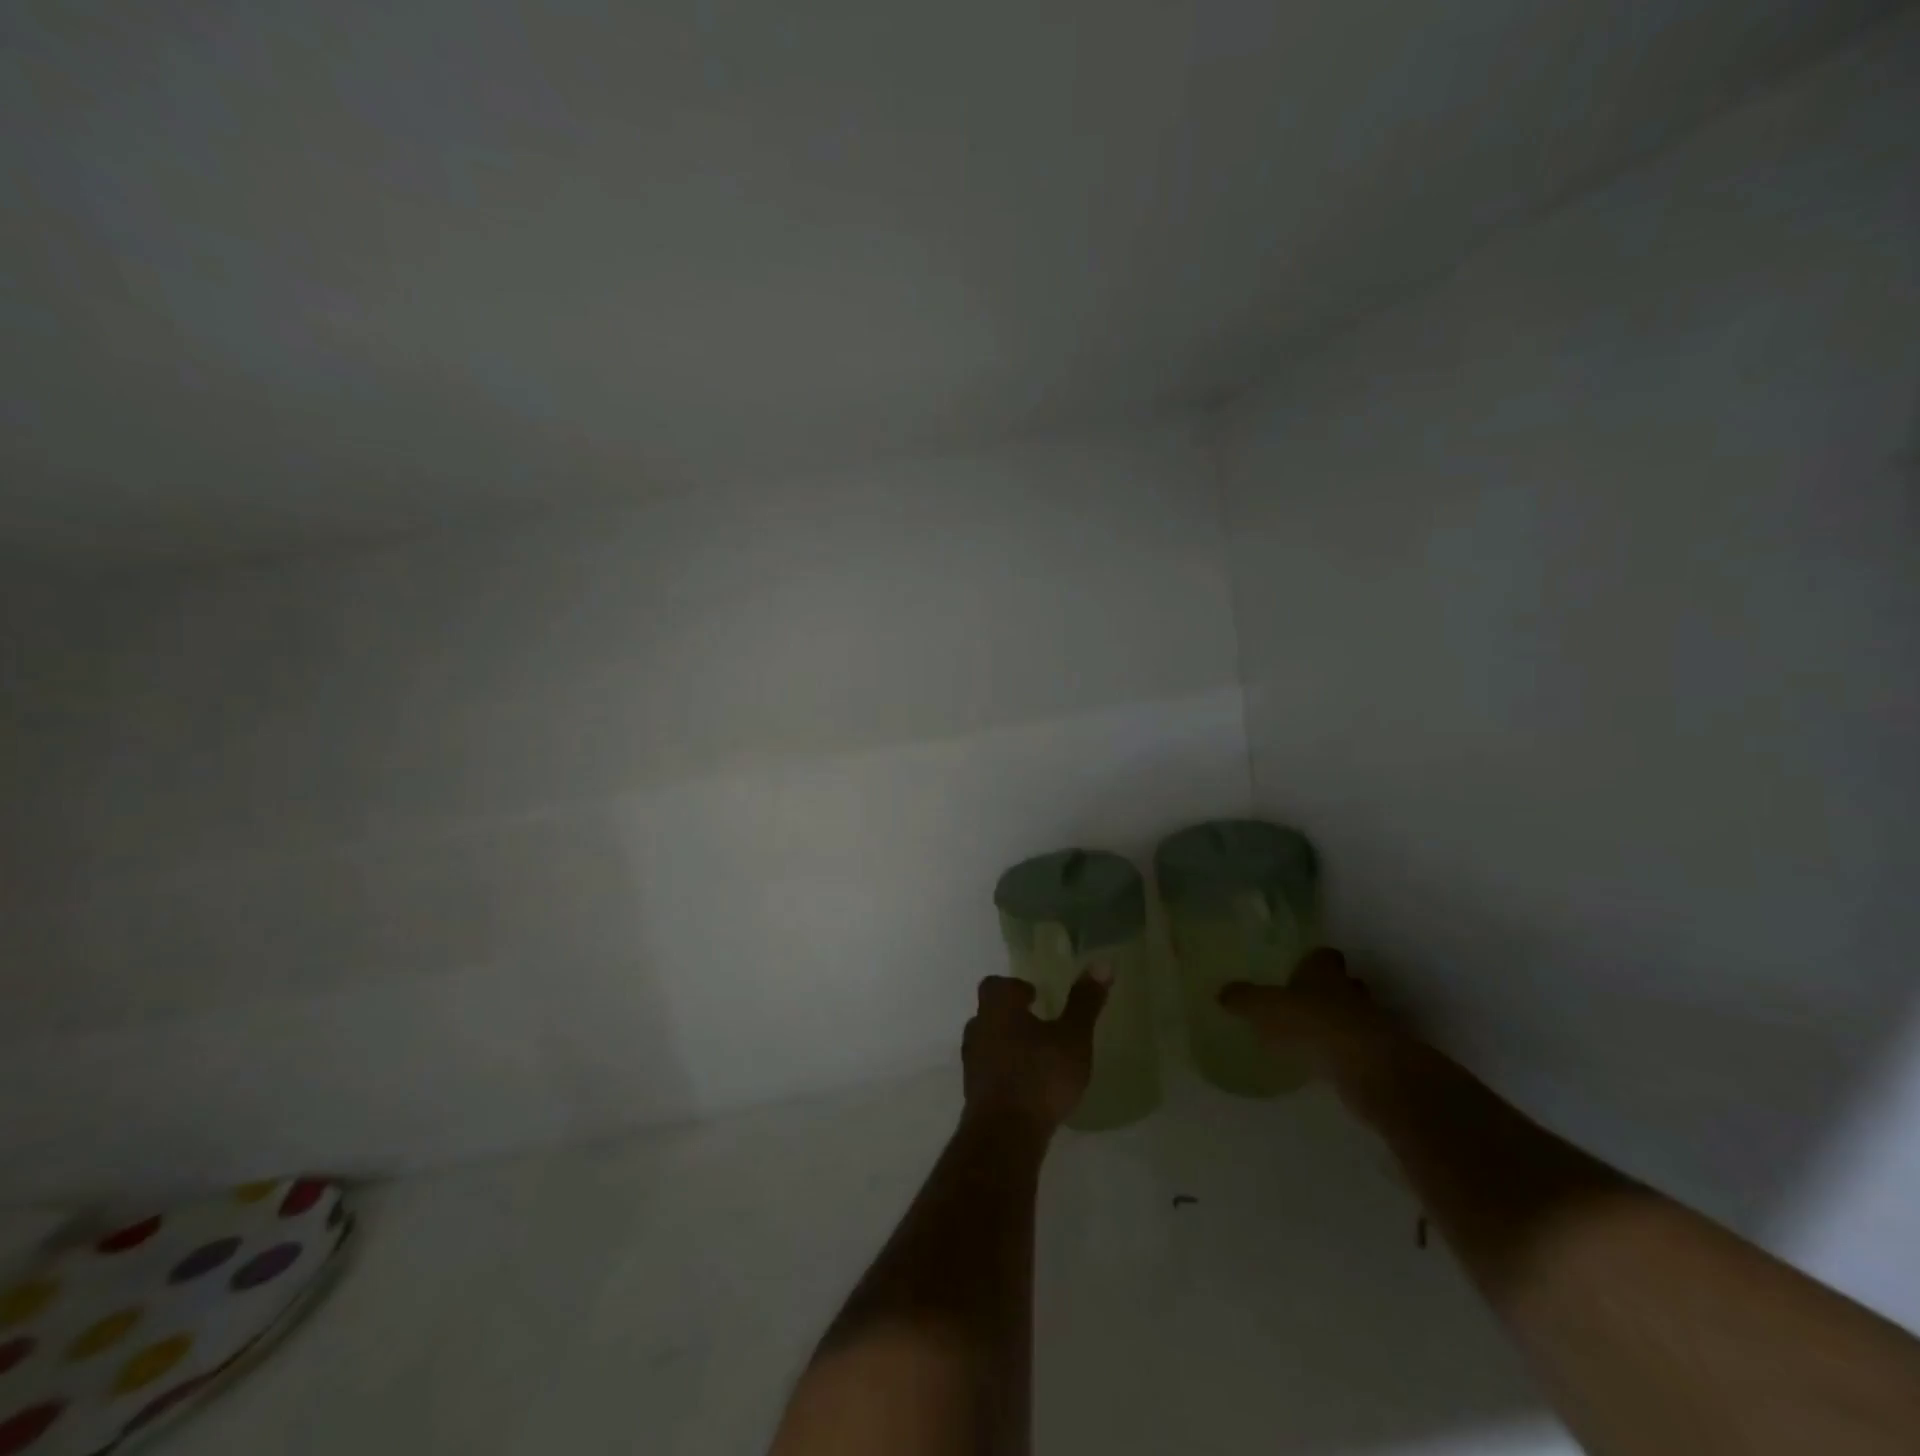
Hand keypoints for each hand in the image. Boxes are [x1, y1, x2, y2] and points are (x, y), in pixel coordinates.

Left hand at [962, 970, 1109, 1132]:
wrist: (1005, 1134)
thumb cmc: (1041, 1076)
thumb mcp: (1073, 1038)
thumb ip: (1085, 1002)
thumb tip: (1103, 962)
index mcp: (998, 1008)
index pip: (996, 985)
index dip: (1014, 987)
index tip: (1035, 996)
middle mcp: (979, 1029)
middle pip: (989, 1012)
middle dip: (1012, 1016)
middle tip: (1038, 1024)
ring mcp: (972, 1063)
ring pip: (988, 1042)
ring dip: (1007, 1045)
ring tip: (1036, 1056)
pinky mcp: (974, 1093)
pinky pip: (989, 1071)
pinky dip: (1004, 1072)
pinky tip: (1027, 1086)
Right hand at [1219, 948, 1407, 1104]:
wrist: (1367, 1068)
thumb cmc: (1311, 1024)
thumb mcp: (1264, 1009)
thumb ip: (1244, 999)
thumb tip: (1222, 992)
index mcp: (1323, 972)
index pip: (1323, 956)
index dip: (1314, 960)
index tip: (1302, 967)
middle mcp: (1351, 991)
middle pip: (1344, 983)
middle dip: (1330, 991)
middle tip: (1307, 1002)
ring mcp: (1371, 1024)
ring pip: (1355, 1015)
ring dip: (1340, 1023)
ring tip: (1314, 1036)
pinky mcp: (1381, 1057)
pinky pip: (1360, 1048)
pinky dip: (1346, 1053)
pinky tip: (1327, 1064)